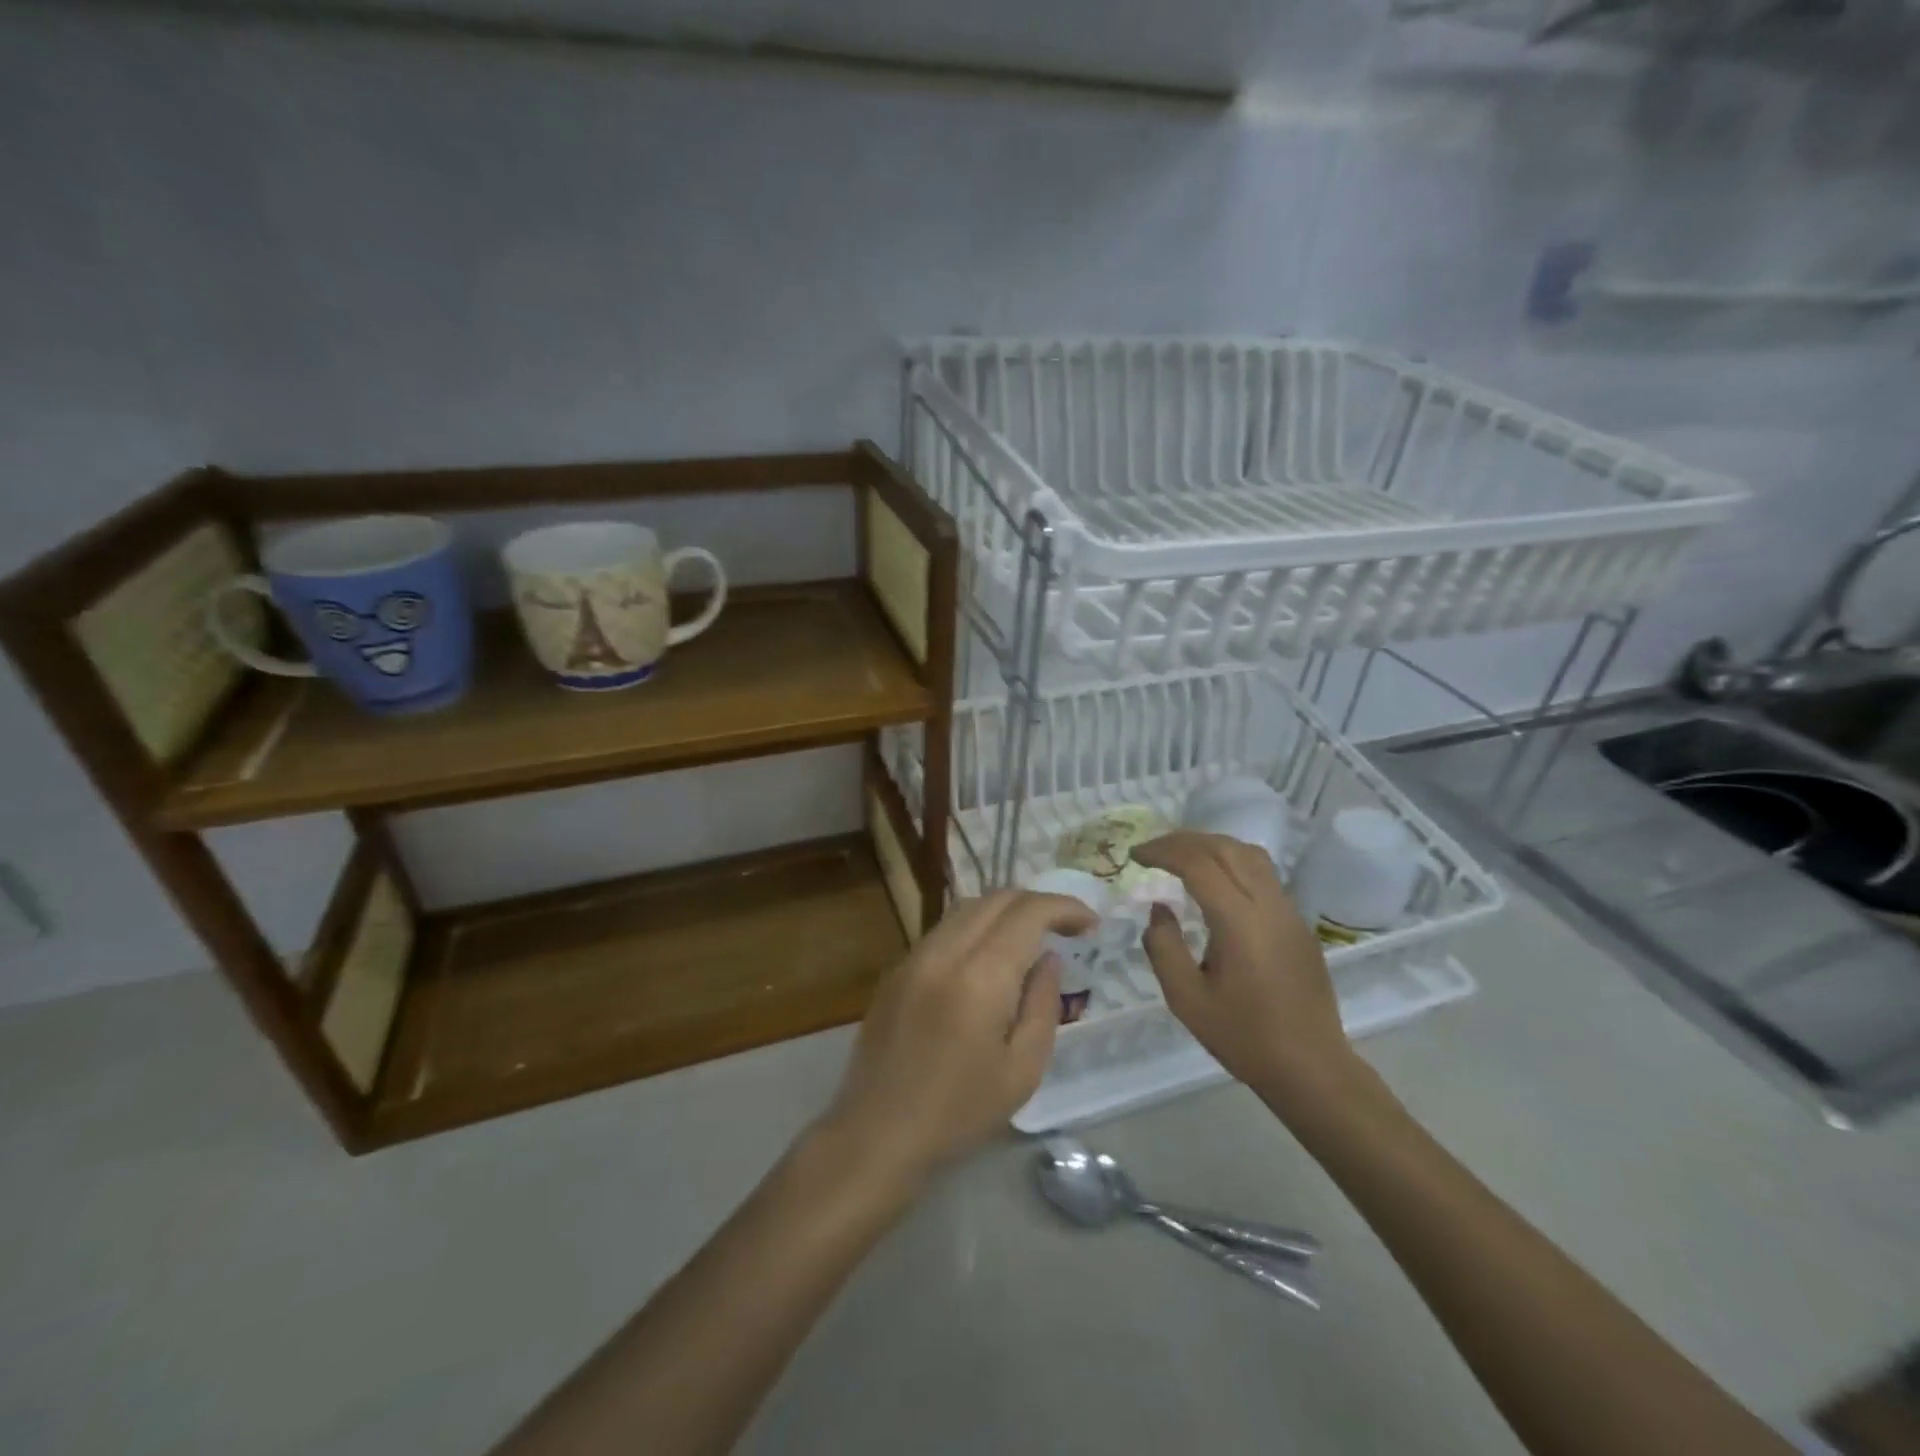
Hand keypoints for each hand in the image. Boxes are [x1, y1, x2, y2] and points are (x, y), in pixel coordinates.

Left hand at [817, 890, 1096, 1192]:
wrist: (876, 1133)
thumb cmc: (959, 1112)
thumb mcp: (1022, 1069)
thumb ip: (1042, 1004)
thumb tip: (1048, 958)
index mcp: (980, 975)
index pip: (1028, 912)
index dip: (1065, 907)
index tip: (1091, 924)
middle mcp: (944, 951)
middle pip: (997, 899)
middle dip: (1038, 903)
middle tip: (1067, 928)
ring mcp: (914, 956)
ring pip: (967, 908)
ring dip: (1005, 911)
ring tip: (1032, 937)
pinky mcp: (897, 969)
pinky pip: (944, 930)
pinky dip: (976, 928)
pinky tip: (989, 958)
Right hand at [1133, 832, 1359, 1105]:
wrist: (1312, 1068)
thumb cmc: (1244, 1037)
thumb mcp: (1186, 999)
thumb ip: (1164, 947)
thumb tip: (1159, 909)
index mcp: (1239, 922)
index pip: (1198, 863)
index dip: (1163, 852)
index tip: (1135, 857)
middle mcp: (1268, 905)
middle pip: (1225, 848)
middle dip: (1184, 841)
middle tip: (1152, 851)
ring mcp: (1289, 911)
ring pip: (1249, 854)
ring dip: (1211, 846)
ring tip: (1181, 858)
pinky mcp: (1297, 923)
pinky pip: (1263, 873)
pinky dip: (1231, 862)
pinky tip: (1214, 883)